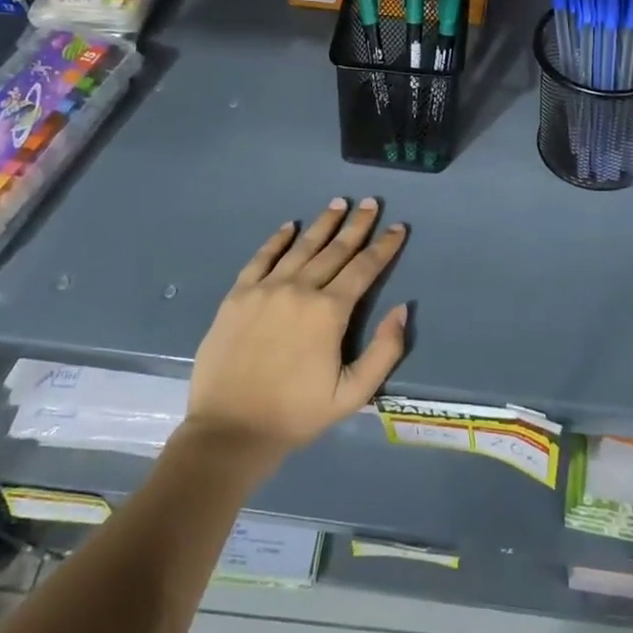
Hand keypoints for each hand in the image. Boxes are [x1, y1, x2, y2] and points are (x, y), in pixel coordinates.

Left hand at [186, 198, 409, 461]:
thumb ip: (384, 351)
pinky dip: (277, 239)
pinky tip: (289, 226)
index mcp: (329, 312)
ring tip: (338, 203)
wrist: (230, 431)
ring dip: (322, 223)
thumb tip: (402, 309)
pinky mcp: (237, 296)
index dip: (384, 246)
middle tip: (370, 202)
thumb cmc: (296, 414)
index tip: (398, 227)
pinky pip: (261, 258)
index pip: (364, 268)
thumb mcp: (353, 394)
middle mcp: (299, 289)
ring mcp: (265, 289)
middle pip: (335, 249)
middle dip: (357, 225)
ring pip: (301, 247)